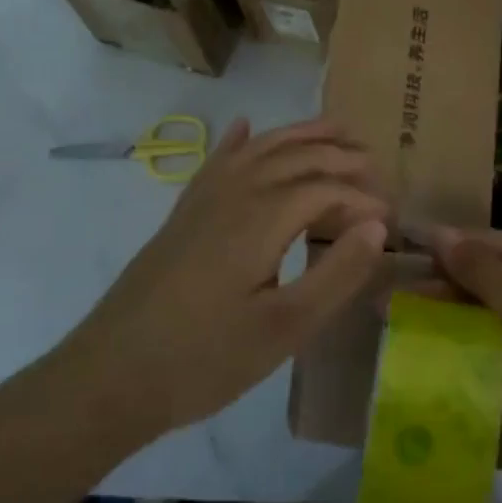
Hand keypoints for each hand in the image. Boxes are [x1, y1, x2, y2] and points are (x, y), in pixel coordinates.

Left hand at [57, 118, 389, 440]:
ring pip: (258, 150)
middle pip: (294, 157)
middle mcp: (232, 194)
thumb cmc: (204, 360)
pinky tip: (245, 126)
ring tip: (334, 128)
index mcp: (261, 218)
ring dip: (298, 135)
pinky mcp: (182, 216)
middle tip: (376, 165)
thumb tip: (377, 226)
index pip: (325, 190)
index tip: (391, 221)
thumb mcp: (284, 329)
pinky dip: (238, 141)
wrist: (110, 376)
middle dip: (339, 155)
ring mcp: (201, 201)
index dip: (363, 200)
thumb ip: (337, 273)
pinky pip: (217, 162)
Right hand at [427, 227, 501, 472]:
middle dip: (447, 287)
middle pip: (496, 279)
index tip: (405, 250)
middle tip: (394, 299)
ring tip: (407, 323)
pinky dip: (476, 345)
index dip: (452, 246)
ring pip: (498, 315)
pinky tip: (443, 351)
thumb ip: (481, 270)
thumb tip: (440, 234)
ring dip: (455, 317)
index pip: (499, 243)